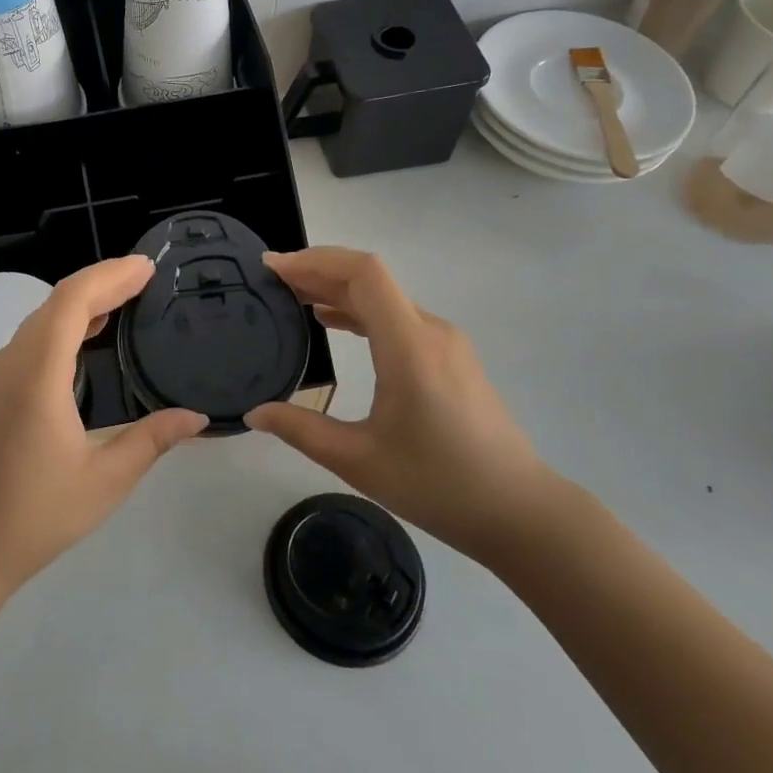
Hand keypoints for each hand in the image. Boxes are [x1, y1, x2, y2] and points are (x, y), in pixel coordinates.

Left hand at [0, 255, 207, 594]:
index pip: (72, 301)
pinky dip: (63, 326)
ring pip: (41, 319)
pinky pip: (31, 340)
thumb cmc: (34, 515)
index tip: (147, 267)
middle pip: (56, 302)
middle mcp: (12, 363)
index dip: (110, 276)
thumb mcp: (104, 480)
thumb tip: (197, 417)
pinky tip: (86, 339)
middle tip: (145, 277)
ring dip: (81, 303)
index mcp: (37, 374)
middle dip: (101, 282)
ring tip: (124, 298)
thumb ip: (151, 440)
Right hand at [244, 246, 556, 562]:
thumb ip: (301, 430)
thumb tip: (254, 413)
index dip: (315, 261)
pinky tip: (333, 323)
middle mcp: (429, 330)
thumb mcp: (359, 461)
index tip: (273, 268)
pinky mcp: (450, 357)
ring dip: (338, 289)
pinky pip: (398, 316)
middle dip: (318, 271)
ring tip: (293, 297)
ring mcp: (444, 342)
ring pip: (384, 296)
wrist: (519, 511)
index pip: (363, 273)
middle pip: (370, 278)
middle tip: (272, 280)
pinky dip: (360, 309)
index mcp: (408, 346)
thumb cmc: (438, 485)